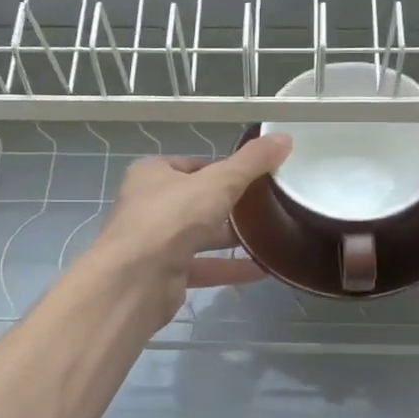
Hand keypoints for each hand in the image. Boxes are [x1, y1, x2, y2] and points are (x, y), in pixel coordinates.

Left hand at [89, 133, 292, 329]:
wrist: (134, 280)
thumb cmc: (172, 218)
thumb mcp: (219, 182)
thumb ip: (251, 163)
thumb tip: (284, 137)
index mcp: (153, 173)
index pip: (194, 165)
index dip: (225, 168)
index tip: (257, 175)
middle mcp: (150, 205)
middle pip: (198, 201)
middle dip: (231, 205)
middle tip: (269, 205)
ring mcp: (156, 242)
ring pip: (201, 235)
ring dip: (232, 237)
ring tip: (271, 235)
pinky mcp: (166, 274)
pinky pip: (205, 266)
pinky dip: (230, 267)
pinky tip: (263, 269)